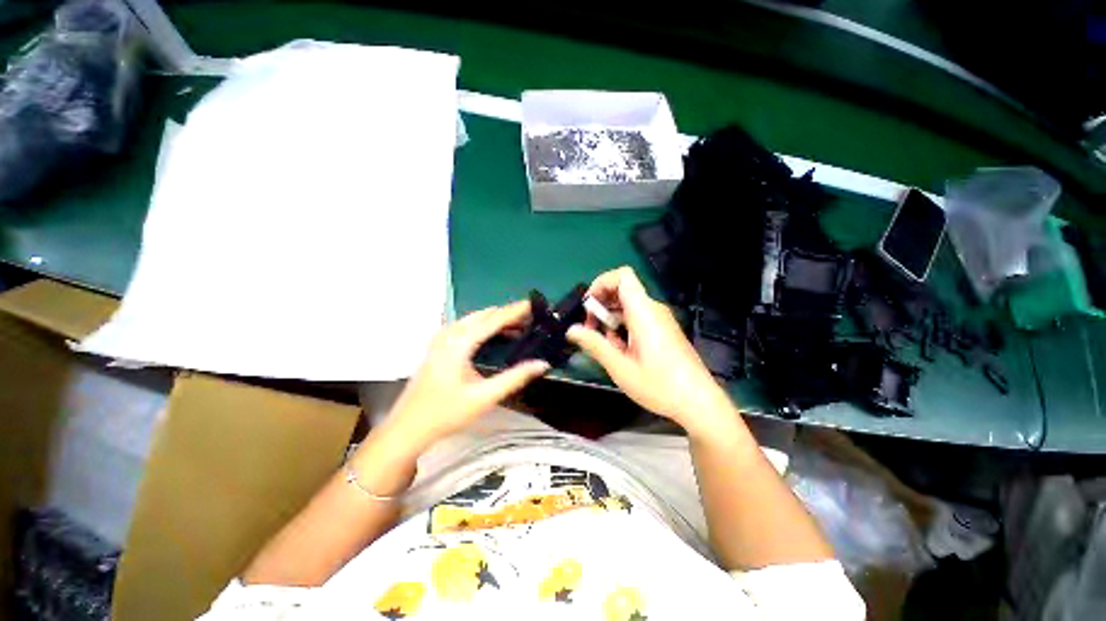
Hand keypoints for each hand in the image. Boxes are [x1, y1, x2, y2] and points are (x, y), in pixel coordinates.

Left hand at [384, 300, 549, 450]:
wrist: (407, 428)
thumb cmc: (445, 413)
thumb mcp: (484, 397)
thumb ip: (515, 378)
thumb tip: (542, 364)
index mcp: (459, 342)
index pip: (493, 319)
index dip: (515, 310)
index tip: (535, 304)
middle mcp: (449, 333)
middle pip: (484, 314)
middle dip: (508, 313)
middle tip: (532, 318)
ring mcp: (441, 338)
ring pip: (475, 319)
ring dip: (497, 319)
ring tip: (521, 326)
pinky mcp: (439, 345)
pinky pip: (468, 326)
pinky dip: (486, 326)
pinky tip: (498, 336)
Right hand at [567, 267, 735, 437]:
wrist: (699, 402)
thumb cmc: (659, 385)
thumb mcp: (620, 367)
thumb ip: (594, 345)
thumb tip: (571, 330)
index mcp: (643, 312)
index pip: (622, 276)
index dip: (601, 283)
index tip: (588, 306)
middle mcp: (653, 309)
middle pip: (622, 290)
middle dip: (601, 306)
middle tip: (590, 330)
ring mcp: (660, 319)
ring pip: (628, 306)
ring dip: (610, 319)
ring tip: (605, 345)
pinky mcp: (663, 330)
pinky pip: (637, 318)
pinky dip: (622, 327)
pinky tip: (621, 350)